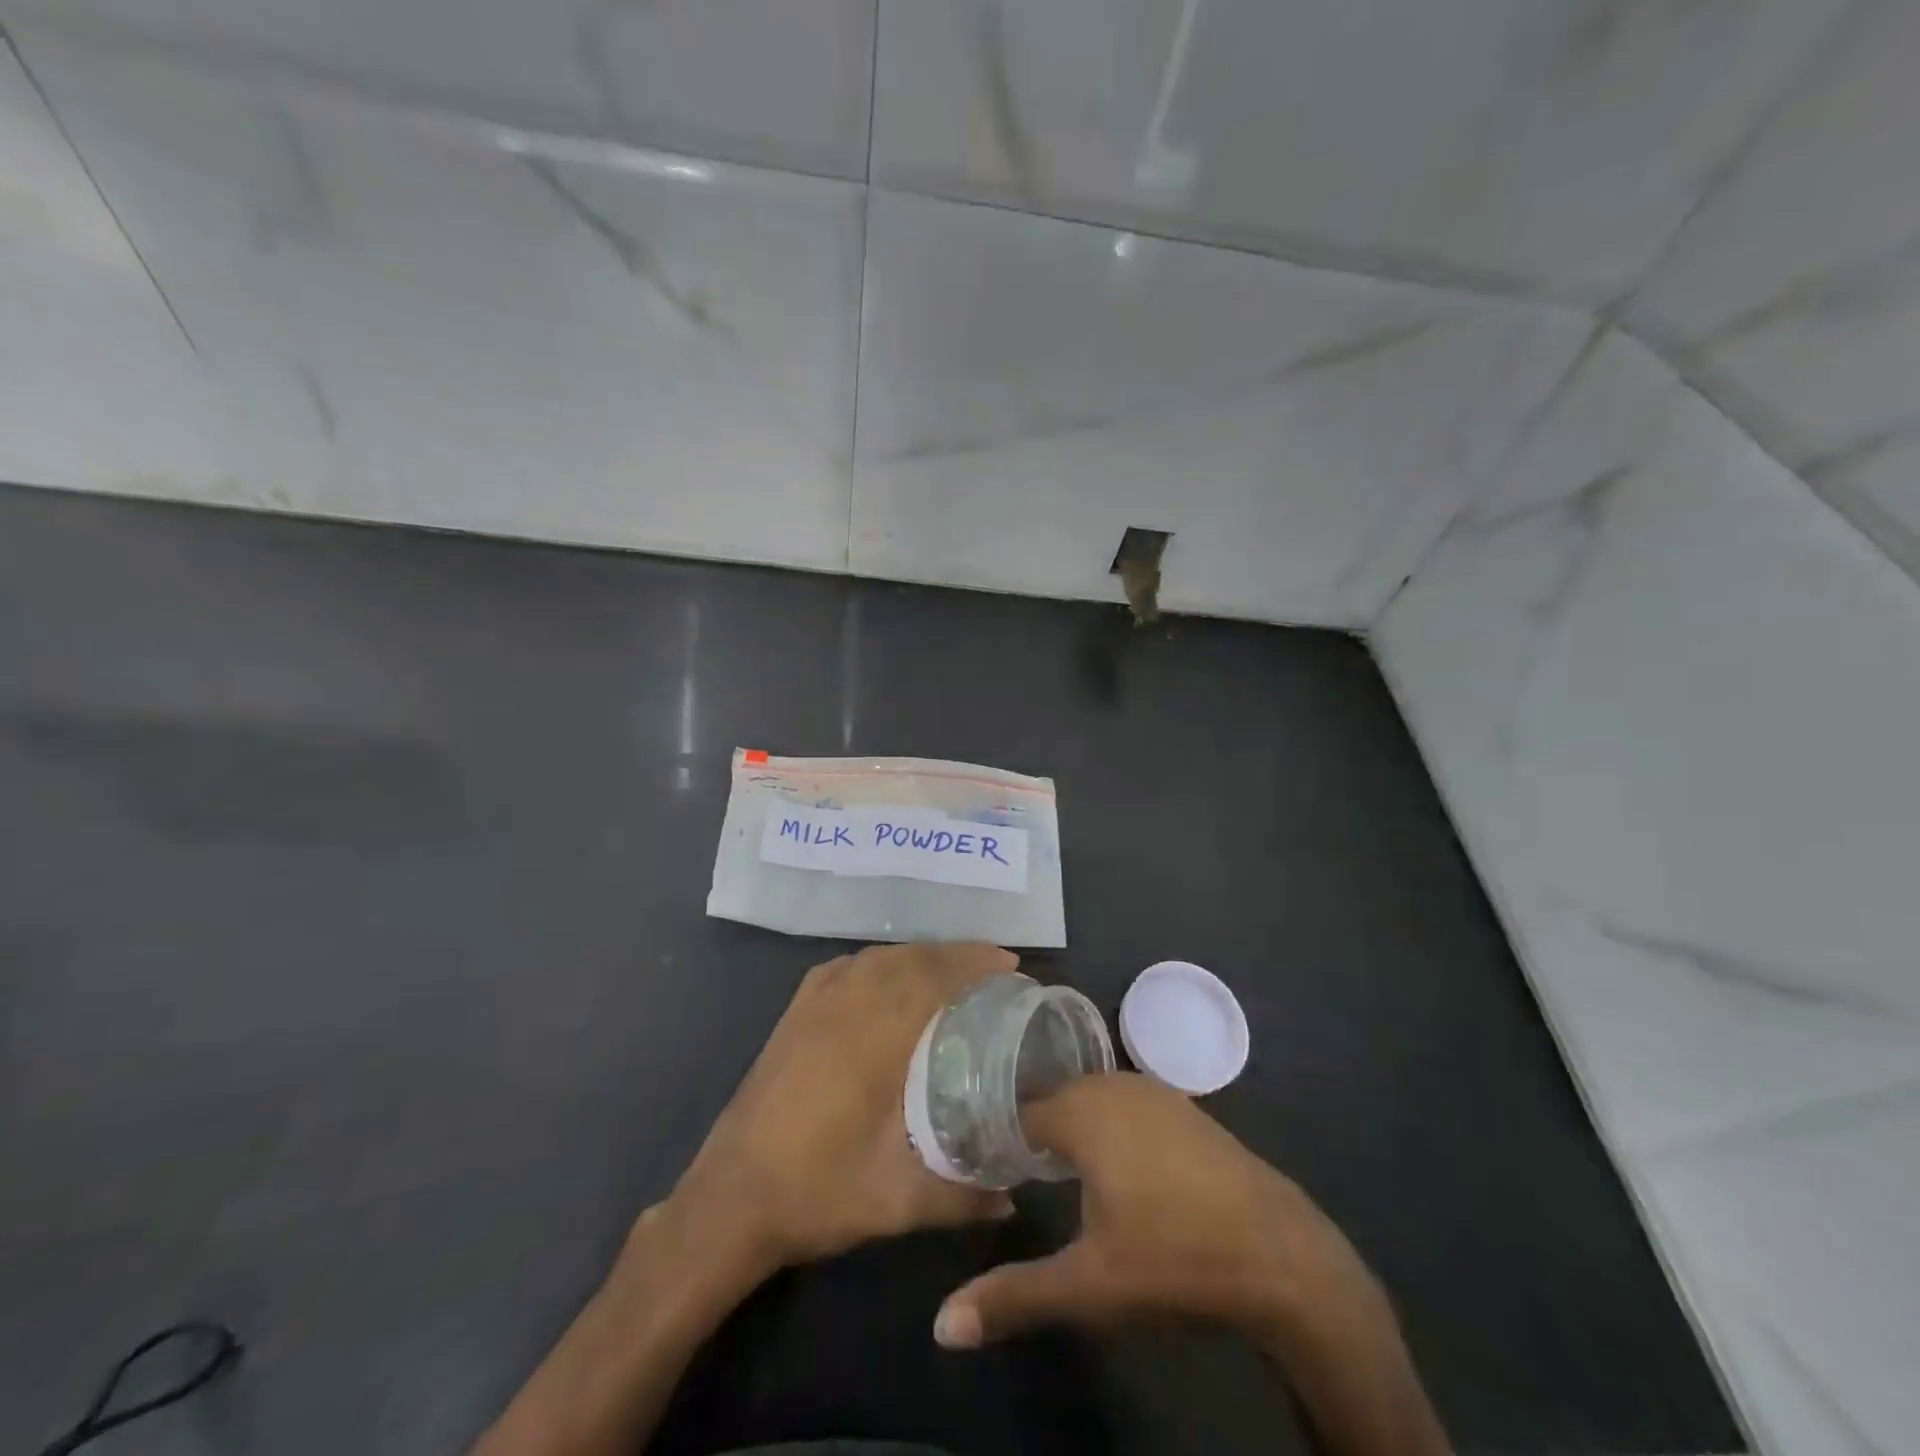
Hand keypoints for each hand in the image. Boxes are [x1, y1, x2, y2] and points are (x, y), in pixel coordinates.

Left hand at [668, 942, 1018, 1275]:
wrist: (730, 1200)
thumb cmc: (816, 1193)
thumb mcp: (896, 1203)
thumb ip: (961, 1197)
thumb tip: (1014, 1196)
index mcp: (873, 1038)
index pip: (932, 978)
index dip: (974, 964)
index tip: (1011, 968)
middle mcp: (844, 1006)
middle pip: (909, 959)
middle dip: (956, 954)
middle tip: (996, 966)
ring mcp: (814, 1004)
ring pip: (878, 957)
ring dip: (920, 954)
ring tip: (954, 967)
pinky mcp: (795, 1012)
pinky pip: (846, 966)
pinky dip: (880, 960)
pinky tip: (891, 974)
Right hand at [934, 1073, 1378, 1347]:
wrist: (1284, 1257)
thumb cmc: (1174, 1259)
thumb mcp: (1088, 1286)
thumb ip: (1013, 1295)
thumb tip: (942, 1325)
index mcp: (1082, 1110)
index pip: (1018, 1111)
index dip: (997, 1138)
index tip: (981, 1167)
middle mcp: (1114, 1085)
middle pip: (1054, 1101)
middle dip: (1031, 1133)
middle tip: (1010, 1173)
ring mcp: (1155, 1092)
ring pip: (1092, 1102)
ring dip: (1071, 1131)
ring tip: (1051, 1173)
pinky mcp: (1186, 1109)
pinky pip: (1126, 1108)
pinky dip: (1108, 1129)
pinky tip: (1114, 1170)